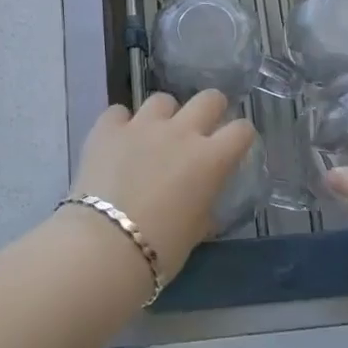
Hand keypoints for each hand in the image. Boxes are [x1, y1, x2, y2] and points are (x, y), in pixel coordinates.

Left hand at [70, 91, 255, 283]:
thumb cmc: (161, 248)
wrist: (105, 245)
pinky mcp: (108, 128)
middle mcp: (181, 132)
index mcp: (210, 159)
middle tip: (200, 129)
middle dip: (210, 109)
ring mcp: (143, 125)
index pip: (242, 130)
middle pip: (209, 98)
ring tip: (153, 136)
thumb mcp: (196, 230)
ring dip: (163, 116)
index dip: (240, 136)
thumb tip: (200, 198)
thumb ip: (203, 204)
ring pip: (162, 100)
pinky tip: (117, 142)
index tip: (233, 146)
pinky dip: (120, 124)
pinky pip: (118, 113)